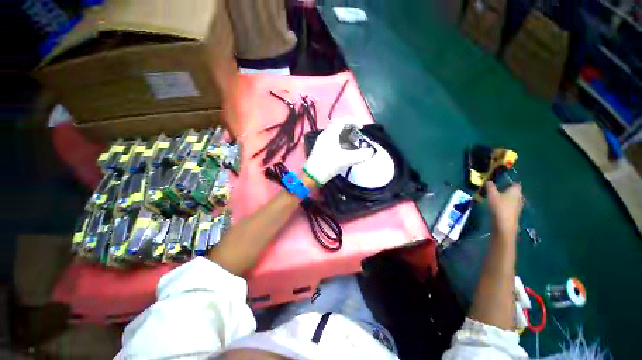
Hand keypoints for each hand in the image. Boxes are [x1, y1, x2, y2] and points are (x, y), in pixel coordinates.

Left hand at [304, 118, 372, 185]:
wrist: (312, 176)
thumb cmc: (328, 165)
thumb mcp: (346, 160)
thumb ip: (360, 155)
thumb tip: (371, 151)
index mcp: (330, 133)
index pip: (343, 120)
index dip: (354, 121)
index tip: (362, 128)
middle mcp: (325, 134)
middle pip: (338, 125)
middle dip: (350, 128)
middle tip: (357, 135)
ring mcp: (321, 141)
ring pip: (335, 133)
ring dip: (344, 135)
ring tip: (352, 142)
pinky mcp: (320, 147)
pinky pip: (332, 139)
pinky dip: (340, 140)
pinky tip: (344, 149)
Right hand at [486, 182, 522, 241]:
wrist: (504, 224)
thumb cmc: (499, 206)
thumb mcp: (492, 195)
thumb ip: (490, 187)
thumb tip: (488, 181)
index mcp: (516, 191)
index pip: (515, 184)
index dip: (509, 182)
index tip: (500, 182)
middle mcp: (519, 197)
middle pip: (514, 192)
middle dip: (506, 190)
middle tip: (496, 190)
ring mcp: (518, 206)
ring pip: (512, 199)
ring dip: (505, 198)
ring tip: (494, 198)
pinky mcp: (514, 213)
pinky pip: (510, 206)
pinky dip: (504, 205)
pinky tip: (497, 206)